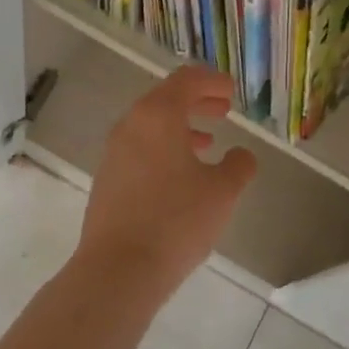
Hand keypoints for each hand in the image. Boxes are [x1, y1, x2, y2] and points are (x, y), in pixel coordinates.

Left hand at [76, 67, 257, 290]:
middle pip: (165, 99)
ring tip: (208, 143)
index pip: (186, 80)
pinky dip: (164, 149)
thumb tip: (241, 155)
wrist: (118, 268)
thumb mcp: (222, 192)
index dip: (212, 81)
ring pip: (151, 126)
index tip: (232, 92)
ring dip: (181, 128)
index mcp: (157, 115)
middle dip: (197, 102)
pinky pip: (139, 149)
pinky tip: (182, 175)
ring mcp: (113, 153)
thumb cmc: (176, 221)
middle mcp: (130, 125)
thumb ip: (238, 165)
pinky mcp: (107, 179)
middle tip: (224, 111)